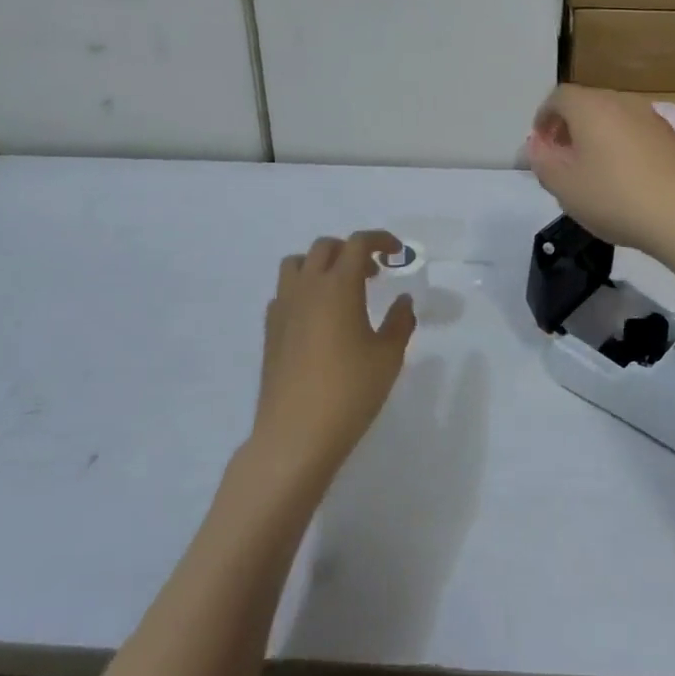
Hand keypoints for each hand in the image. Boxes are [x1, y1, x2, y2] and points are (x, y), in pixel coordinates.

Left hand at [249, 232, 416, 485]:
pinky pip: (284, 292)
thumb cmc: (349, 392)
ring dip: (321, 265)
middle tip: (373, 273)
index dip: (380, 240)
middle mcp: (308, 287)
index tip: (396, 252)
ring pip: (297, 264)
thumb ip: (400, 323)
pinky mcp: (270, 330)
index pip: (358, 243)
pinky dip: (302, 290)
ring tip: (340, 288)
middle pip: (325, 247)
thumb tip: (404, 301)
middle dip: (351, 251)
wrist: (295, 435)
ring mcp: (283, 307)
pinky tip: (317, 317)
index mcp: (339, 286)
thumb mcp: (388, 358)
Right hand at [525, 85, 674, 256]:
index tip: (540, 143)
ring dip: (596, 136)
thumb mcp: (563, 186)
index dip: (544, 117)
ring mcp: (650, 116)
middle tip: (561, 157)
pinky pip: (634, 131)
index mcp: (590, 106)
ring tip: (591, 169)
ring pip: (612, 117)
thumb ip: (542, 161)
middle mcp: (621, 101)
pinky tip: (623, 177)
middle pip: (587, 104)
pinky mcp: (671, 136)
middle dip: (569, 126)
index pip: (558, 97)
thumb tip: (536, 145)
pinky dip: (621, 145)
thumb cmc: (615, 196)